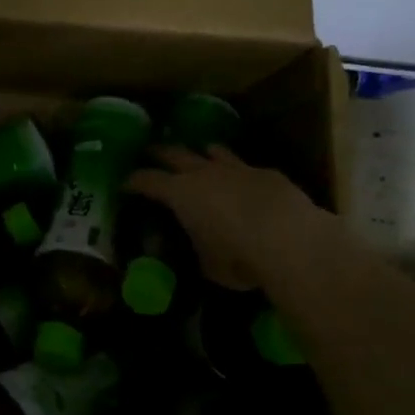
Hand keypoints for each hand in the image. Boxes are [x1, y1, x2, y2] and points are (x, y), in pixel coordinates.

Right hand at [127, 146, 324, 290]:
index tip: (124, 183)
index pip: (146, 180)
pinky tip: (243, 182)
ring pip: (212, 150)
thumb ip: (197, 250)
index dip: (133, 181)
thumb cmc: (237, 256)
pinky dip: (238, 173)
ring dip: (201, 153)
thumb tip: (197, 249)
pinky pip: (245, 167)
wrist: (291, 240)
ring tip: (198, 155)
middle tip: (150, 153)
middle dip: (159, 152)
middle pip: (174, 152)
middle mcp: (203, 172)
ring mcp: (237, 168)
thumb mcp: (207, 264)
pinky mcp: (266, 173)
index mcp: (180, 193)